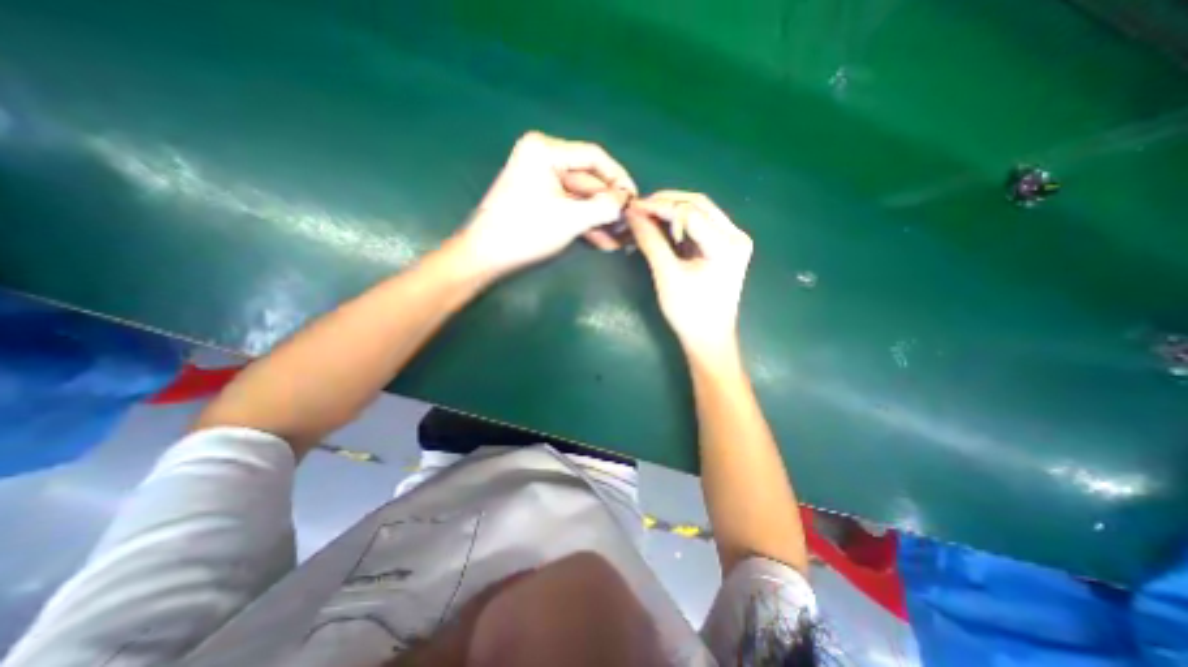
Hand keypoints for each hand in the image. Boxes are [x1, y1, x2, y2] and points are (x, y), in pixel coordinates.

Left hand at [455, 129, 639, 275]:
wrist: (485, 257)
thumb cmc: (525, 232)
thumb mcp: (569, 219)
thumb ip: (603, 207)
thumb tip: (626, 202)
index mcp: (545, 151)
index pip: (594, 157)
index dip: (619, 178)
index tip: (635, 199)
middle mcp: (544, 159)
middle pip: (589, 181)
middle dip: (610, 207)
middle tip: (630, 226)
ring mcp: (542, 181)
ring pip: (582, 199)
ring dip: (601, 220)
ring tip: (622, 240)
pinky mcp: (541, 201)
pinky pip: (570, 208)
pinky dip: (586, 224)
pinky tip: (605, 242)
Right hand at [623, 189, 748, 358]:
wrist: (709, 339)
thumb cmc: (689, 313)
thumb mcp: (667, 275)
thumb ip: (651, 241)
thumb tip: (632, 213)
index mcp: (727, 244)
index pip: (690, 211)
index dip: (659, 206)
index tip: (632, 207)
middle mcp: (735, 235)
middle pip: (698, 204)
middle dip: (666, 203)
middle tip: (638, 208)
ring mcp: (732, 240)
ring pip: (699, 212)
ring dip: (671, 211)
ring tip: (645, 215)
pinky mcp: (724, 247)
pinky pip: (699, 225)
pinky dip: (678, 224)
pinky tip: (661, 226)